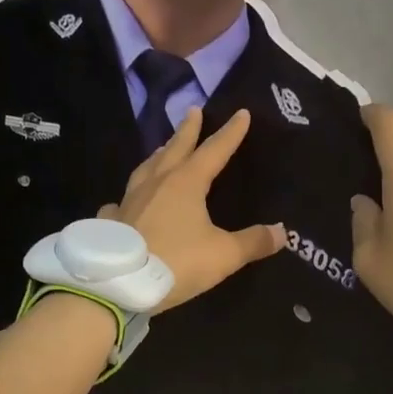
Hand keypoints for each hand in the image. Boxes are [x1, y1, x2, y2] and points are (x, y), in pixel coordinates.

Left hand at [104, 108, 284, 311]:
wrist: (119, 283)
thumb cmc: (177, 263)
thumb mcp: (223, 255)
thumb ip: (253, 242)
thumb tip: (282, 232)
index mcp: (186, 183)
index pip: (214, 150)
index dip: (230, 133)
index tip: (241, 113)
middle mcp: (156, 183)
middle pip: (175, 149)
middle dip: (187, 130)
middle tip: (193, 110)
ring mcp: (129, 201)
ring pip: (145, 169)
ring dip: (157, 156)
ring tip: (162, 149)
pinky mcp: (111, 222)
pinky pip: (119, 204)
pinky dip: (124, 200)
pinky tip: (122, 203)